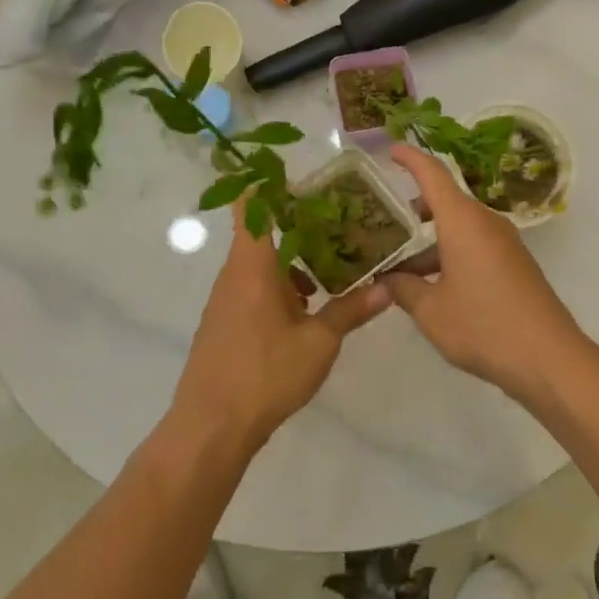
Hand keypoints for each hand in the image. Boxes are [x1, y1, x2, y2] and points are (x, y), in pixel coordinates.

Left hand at [171, 201, 391, 453]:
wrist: (211, 426)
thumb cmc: (265, 374)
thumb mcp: (318, 343)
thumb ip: (350, 310)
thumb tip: (387, 288)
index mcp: (253, 265)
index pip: (249, 205)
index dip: (264, 181)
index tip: (292, 171)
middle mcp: (235, 273)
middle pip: (261, 231)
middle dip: (296, 223)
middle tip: (335, 219)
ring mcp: (226, 298)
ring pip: (259, 263)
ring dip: (291, 260)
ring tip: (329, 266)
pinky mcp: (224, 321)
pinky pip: (253, 287)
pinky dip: (279, 285)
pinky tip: (306, 310)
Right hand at [384, 145, 587, 402]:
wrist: (549, 358)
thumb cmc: (484, 326)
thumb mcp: (431, 312)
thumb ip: (403, 289)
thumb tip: (386, 279)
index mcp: (463, 221)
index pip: (433, 173)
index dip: (411, 158)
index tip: (391, 149)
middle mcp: (485, 222)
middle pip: (446, 201)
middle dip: (414, 208)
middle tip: (384, 222)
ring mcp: (504, 243)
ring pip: (460, 227)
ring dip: (431, 239)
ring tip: (400, 266)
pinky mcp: (515, 264)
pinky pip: (475, 245)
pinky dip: (450, 252)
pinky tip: (433, 284)